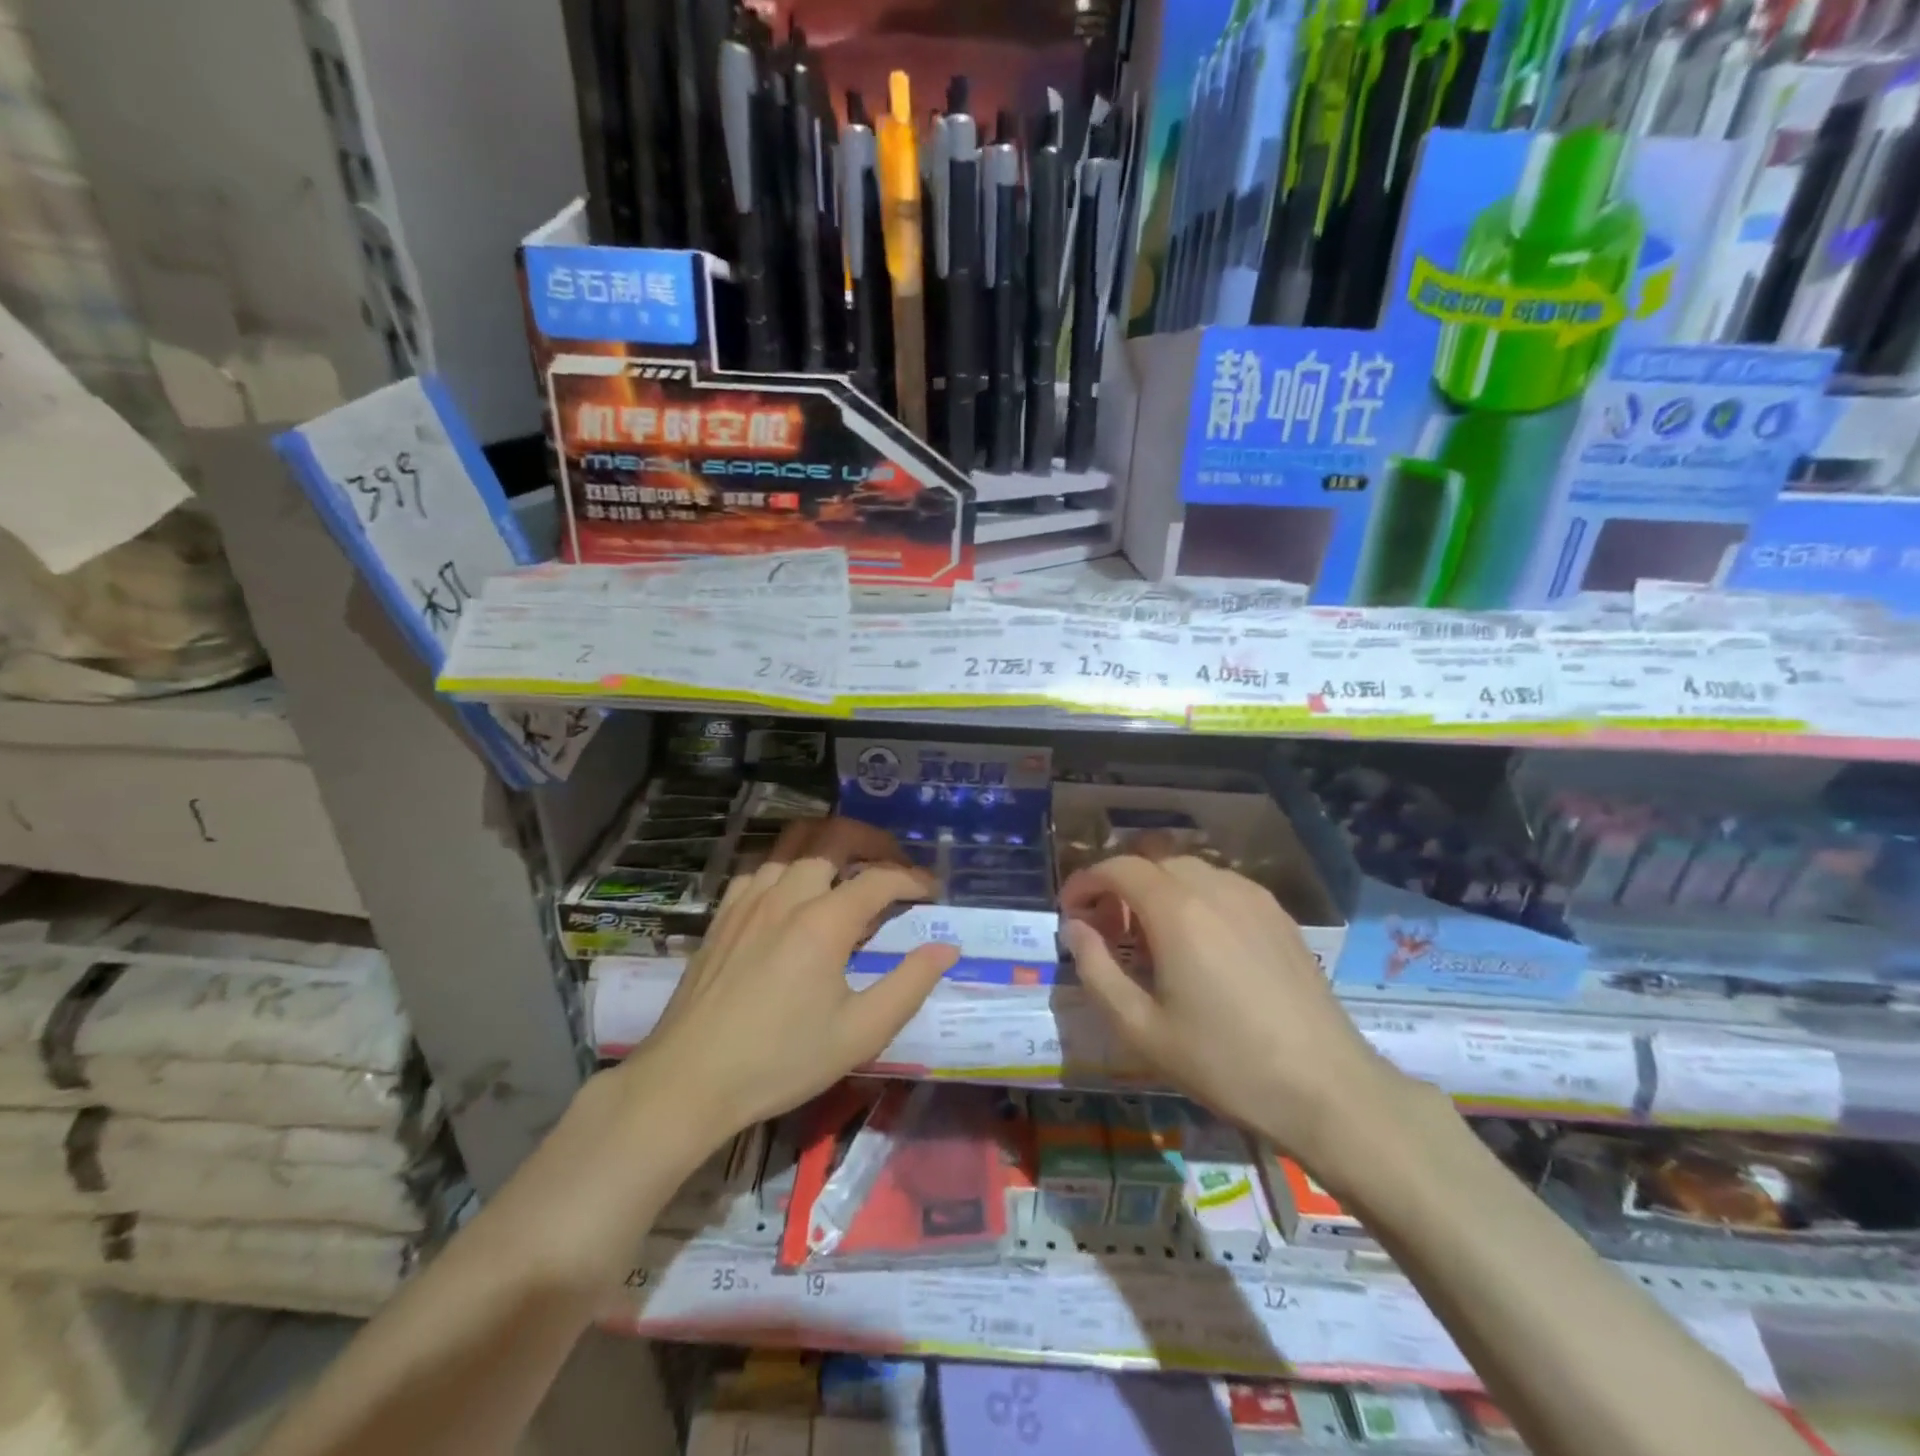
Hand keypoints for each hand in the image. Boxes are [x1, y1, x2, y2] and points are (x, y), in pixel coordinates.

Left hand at [624, 817, 959, 1147]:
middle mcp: (787, 896)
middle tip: (894, 863)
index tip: (932, 892)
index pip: (880, 879)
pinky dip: (789, 867)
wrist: (689, 1081)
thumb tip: (947, 947)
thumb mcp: (859, 1034)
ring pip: (794, 848)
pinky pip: (762, 869)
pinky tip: (793, 894)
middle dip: (872, 842)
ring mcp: (749, 901)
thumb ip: (909, 985)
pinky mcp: (723, 915)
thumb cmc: (780, 1060)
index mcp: (824, 922)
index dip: (912, 879)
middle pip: (834, 839)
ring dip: (829, 849)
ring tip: (849, 871)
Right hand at [1059, 854, 1409, 1166]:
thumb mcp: (1141, 1028)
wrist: (1326, 1088)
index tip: (1069, 911)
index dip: (1085, 882)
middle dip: (1119, 885)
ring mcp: (1253, 897)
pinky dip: (1193, 897)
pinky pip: (1221, 886)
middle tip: (1106, 929)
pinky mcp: (1278, 914)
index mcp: (1177, 910)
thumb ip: (1096, 969)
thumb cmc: (1224, 1062)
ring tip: (1149, 937)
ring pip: (1188, 870)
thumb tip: (1075, 929)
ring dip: (1156, 889)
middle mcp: (1214, 888)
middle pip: (1152, 862)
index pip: (1117, 868)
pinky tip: (1197, 942)